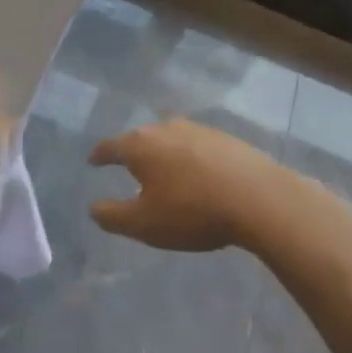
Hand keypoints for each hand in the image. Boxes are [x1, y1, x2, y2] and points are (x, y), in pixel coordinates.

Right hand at [87, 119, 313, 251]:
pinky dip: (189, 156)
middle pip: (140, 138)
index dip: (99, 155)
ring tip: (163, 170)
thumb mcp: (144, 224)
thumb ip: (113, 216)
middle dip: (132, 151)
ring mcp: (198, 129)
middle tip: (127, 166)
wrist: (258, 198)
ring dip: (163, 153)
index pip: (110, 146)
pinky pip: (196, 145)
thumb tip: (93, 208)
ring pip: (170, 138)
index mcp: (140, 145)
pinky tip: (196, 172)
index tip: (93, 160)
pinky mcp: (225, 138)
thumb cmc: (192, 211)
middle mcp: (165, 128)